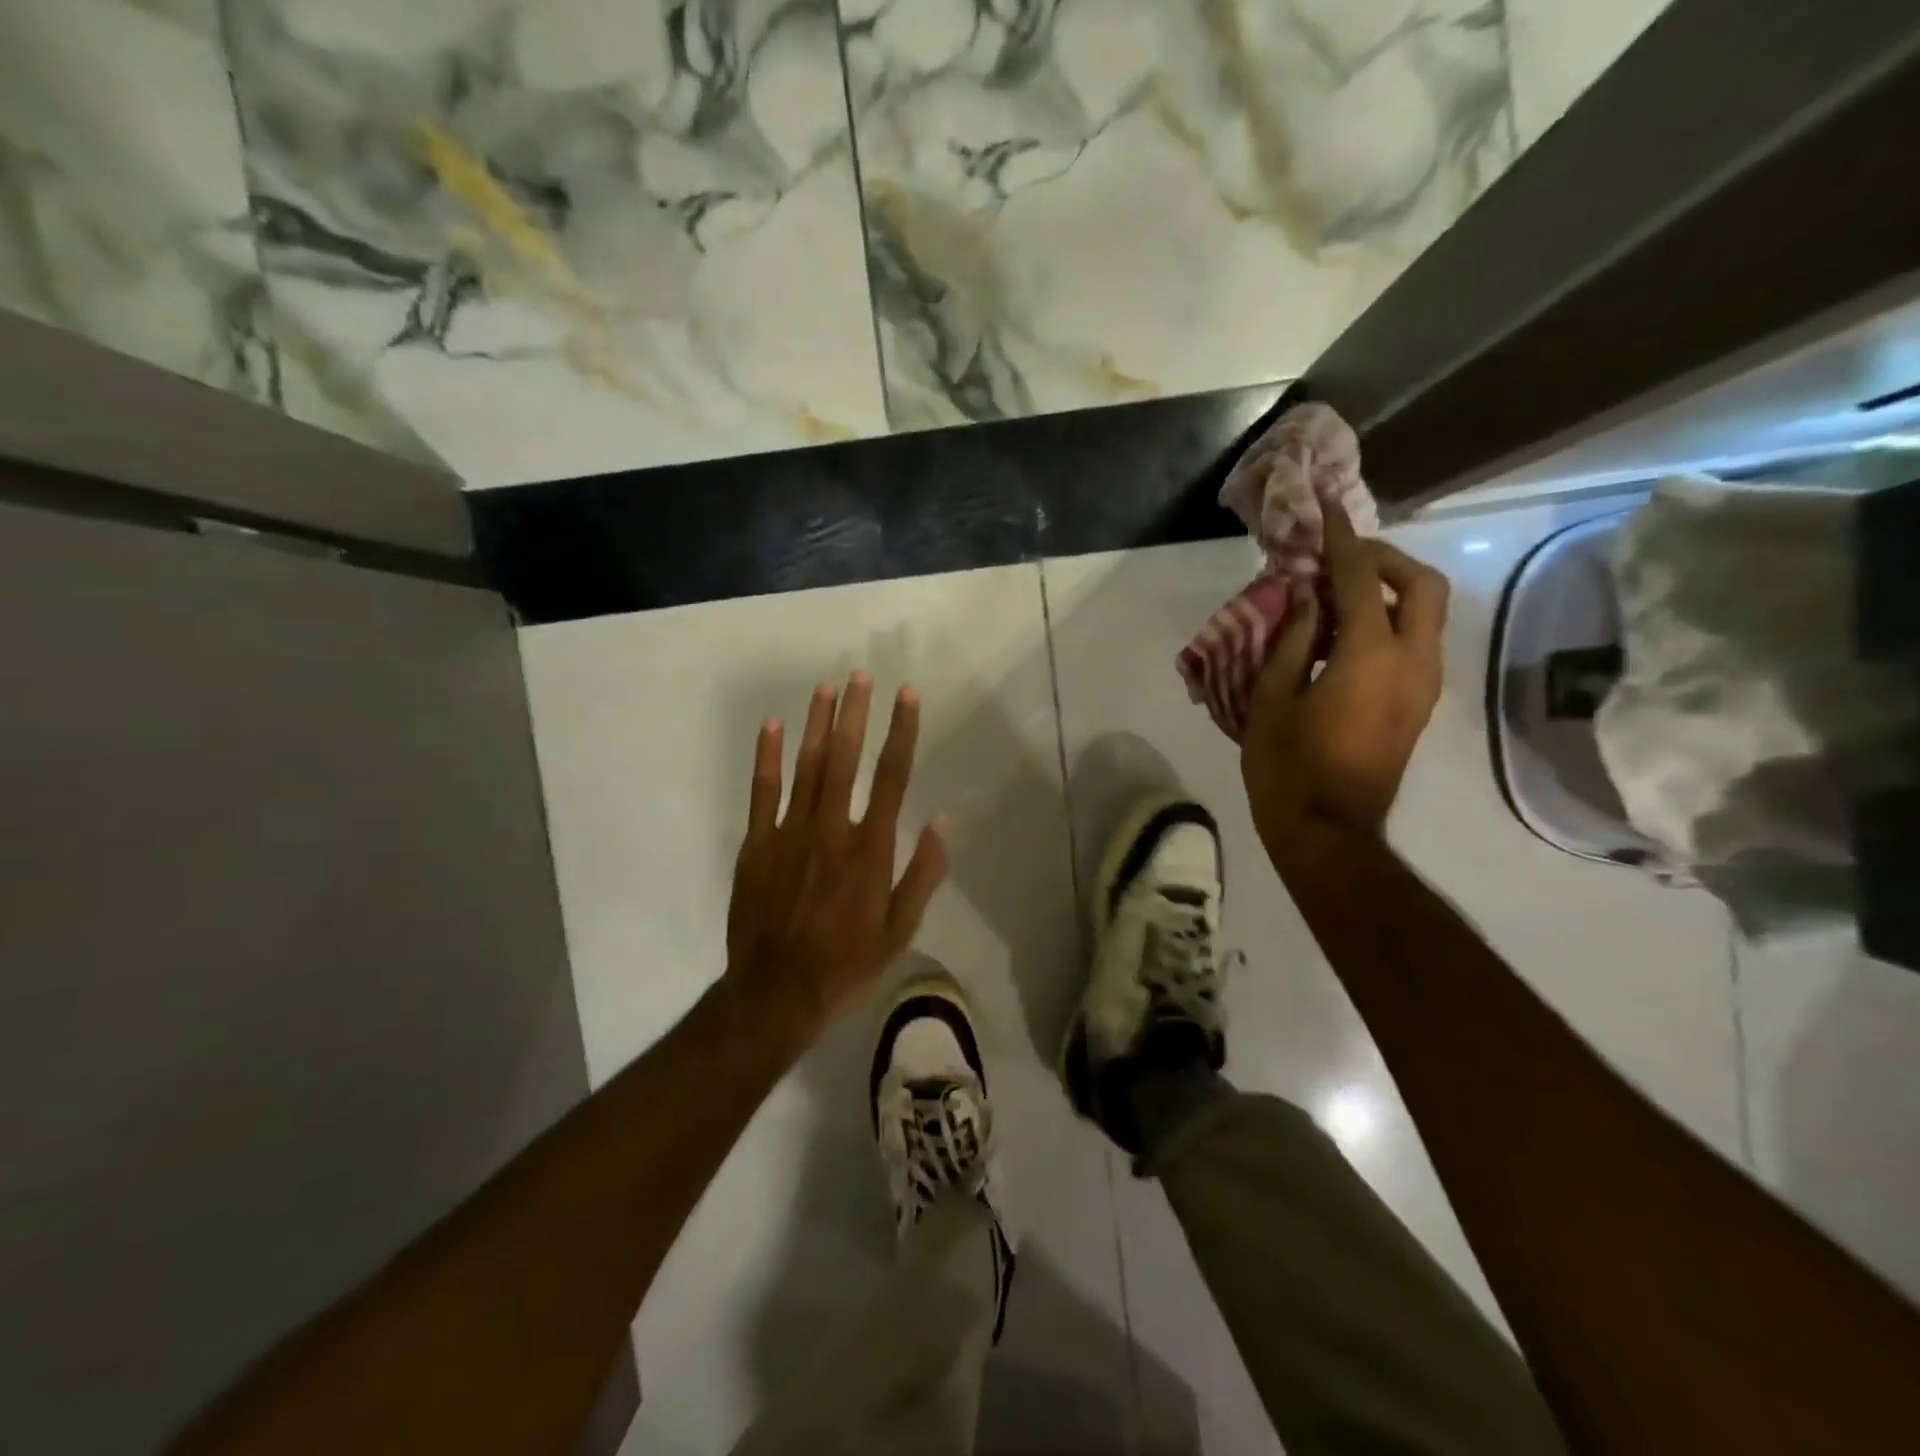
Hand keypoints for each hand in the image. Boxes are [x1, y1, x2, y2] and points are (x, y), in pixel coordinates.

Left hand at [724, 673, 948, 1050]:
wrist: (777, 991)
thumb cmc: (847, 962)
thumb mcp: (901, 929)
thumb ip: (923, 873)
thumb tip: (943, 821)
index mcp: (870, 848)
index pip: (892, 776)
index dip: (901, 731)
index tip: (907, 695)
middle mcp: (832, 828)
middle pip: (845, 758)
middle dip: (855, 712)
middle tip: (861, 675)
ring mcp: (789, 832)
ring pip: (806, 766)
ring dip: (817, 723)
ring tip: (826, 687)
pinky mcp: (757, 844)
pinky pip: (762, 791)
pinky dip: (768, 757)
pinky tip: (773, 726)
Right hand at [1241, 506, 1449, 841]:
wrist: (1328, 831)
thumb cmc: (1287, 767)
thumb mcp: (1273, 698)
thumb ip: (1292, 638)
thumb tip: (1307, 595)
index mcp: (1370, 656)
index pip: (1363, 578)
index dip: (1343, 540)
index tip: (1328, 509)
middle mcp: (1413, 661)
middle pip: (1422, 585)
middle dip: (1385, 560)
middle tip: (1340, 560)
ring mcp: (1423, 685)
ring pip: (1427, 613)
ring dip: (1390, 590)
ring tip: (1336, 595)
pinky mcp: (1419, 704)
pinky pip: (1416, 642)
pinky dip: (1390, 621)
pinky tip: (1345, 635)